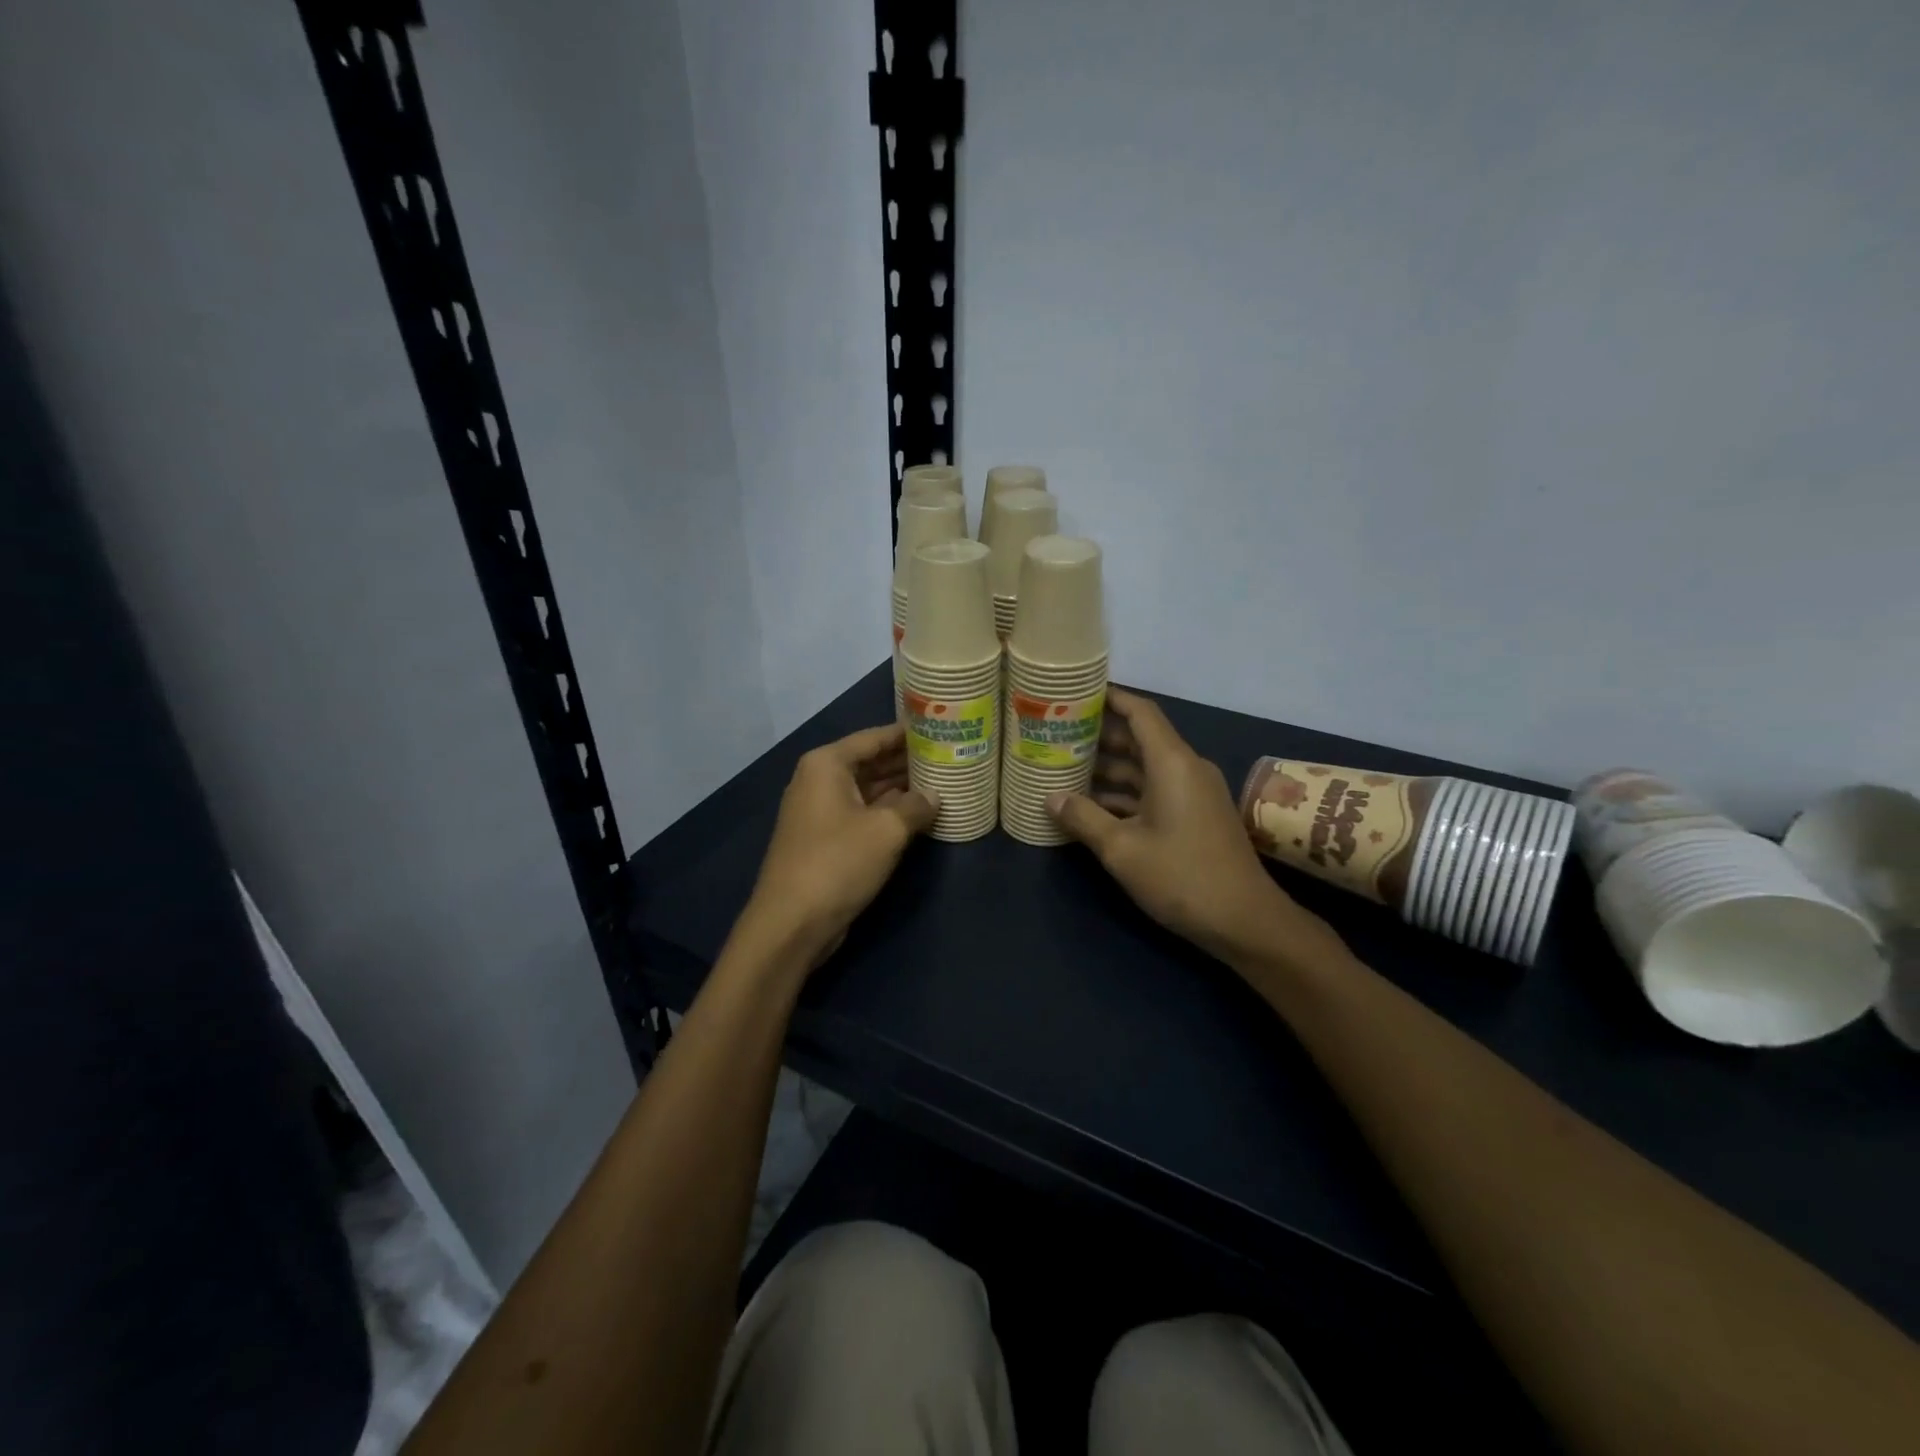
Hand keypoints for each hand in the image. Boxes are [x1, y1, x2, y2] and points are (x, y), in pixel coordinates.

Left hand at [741, 724, 937, 966]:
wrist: (792, 923)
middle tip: (948, 756)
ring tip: (942, 782)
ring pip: (868, 790)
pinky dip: (888, 812)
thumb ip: (916, 806)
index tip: (940, 727)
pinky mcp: (825, 840)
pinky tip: (919, 816)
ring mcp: (820, 811)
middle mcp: (819, 780)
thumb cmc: (838, 862)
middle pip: (870, 761)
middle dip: (907, 761)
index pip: (874, 737)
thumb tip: (935, 796)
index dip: (907, 733)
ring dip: (901, 789)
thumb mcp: (887, 830)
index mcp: (827, 765)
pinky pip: (862, 814)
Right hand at [1047, 688, 1335, 967]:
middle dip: (1100, 737)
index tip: (1077, 694)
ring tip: (1066, 770)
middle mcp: (1185, 769)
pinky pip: (1155, 791)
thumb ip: (1083, 818)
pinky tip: (1093, 807)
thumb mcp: (1122, 849)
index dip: (1110, 698)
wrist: (1245, 921)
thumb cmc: (1181, 877)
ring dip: (1109, 770)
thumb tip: (1051, 798)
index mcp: (1172, 763)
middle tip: (1058, 736)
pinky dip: (1126, 794)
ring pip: (1145, 769)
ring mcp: (1194, 794)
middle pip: (1140, 740)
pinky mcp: (1196, 817)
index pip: (1141, 712)